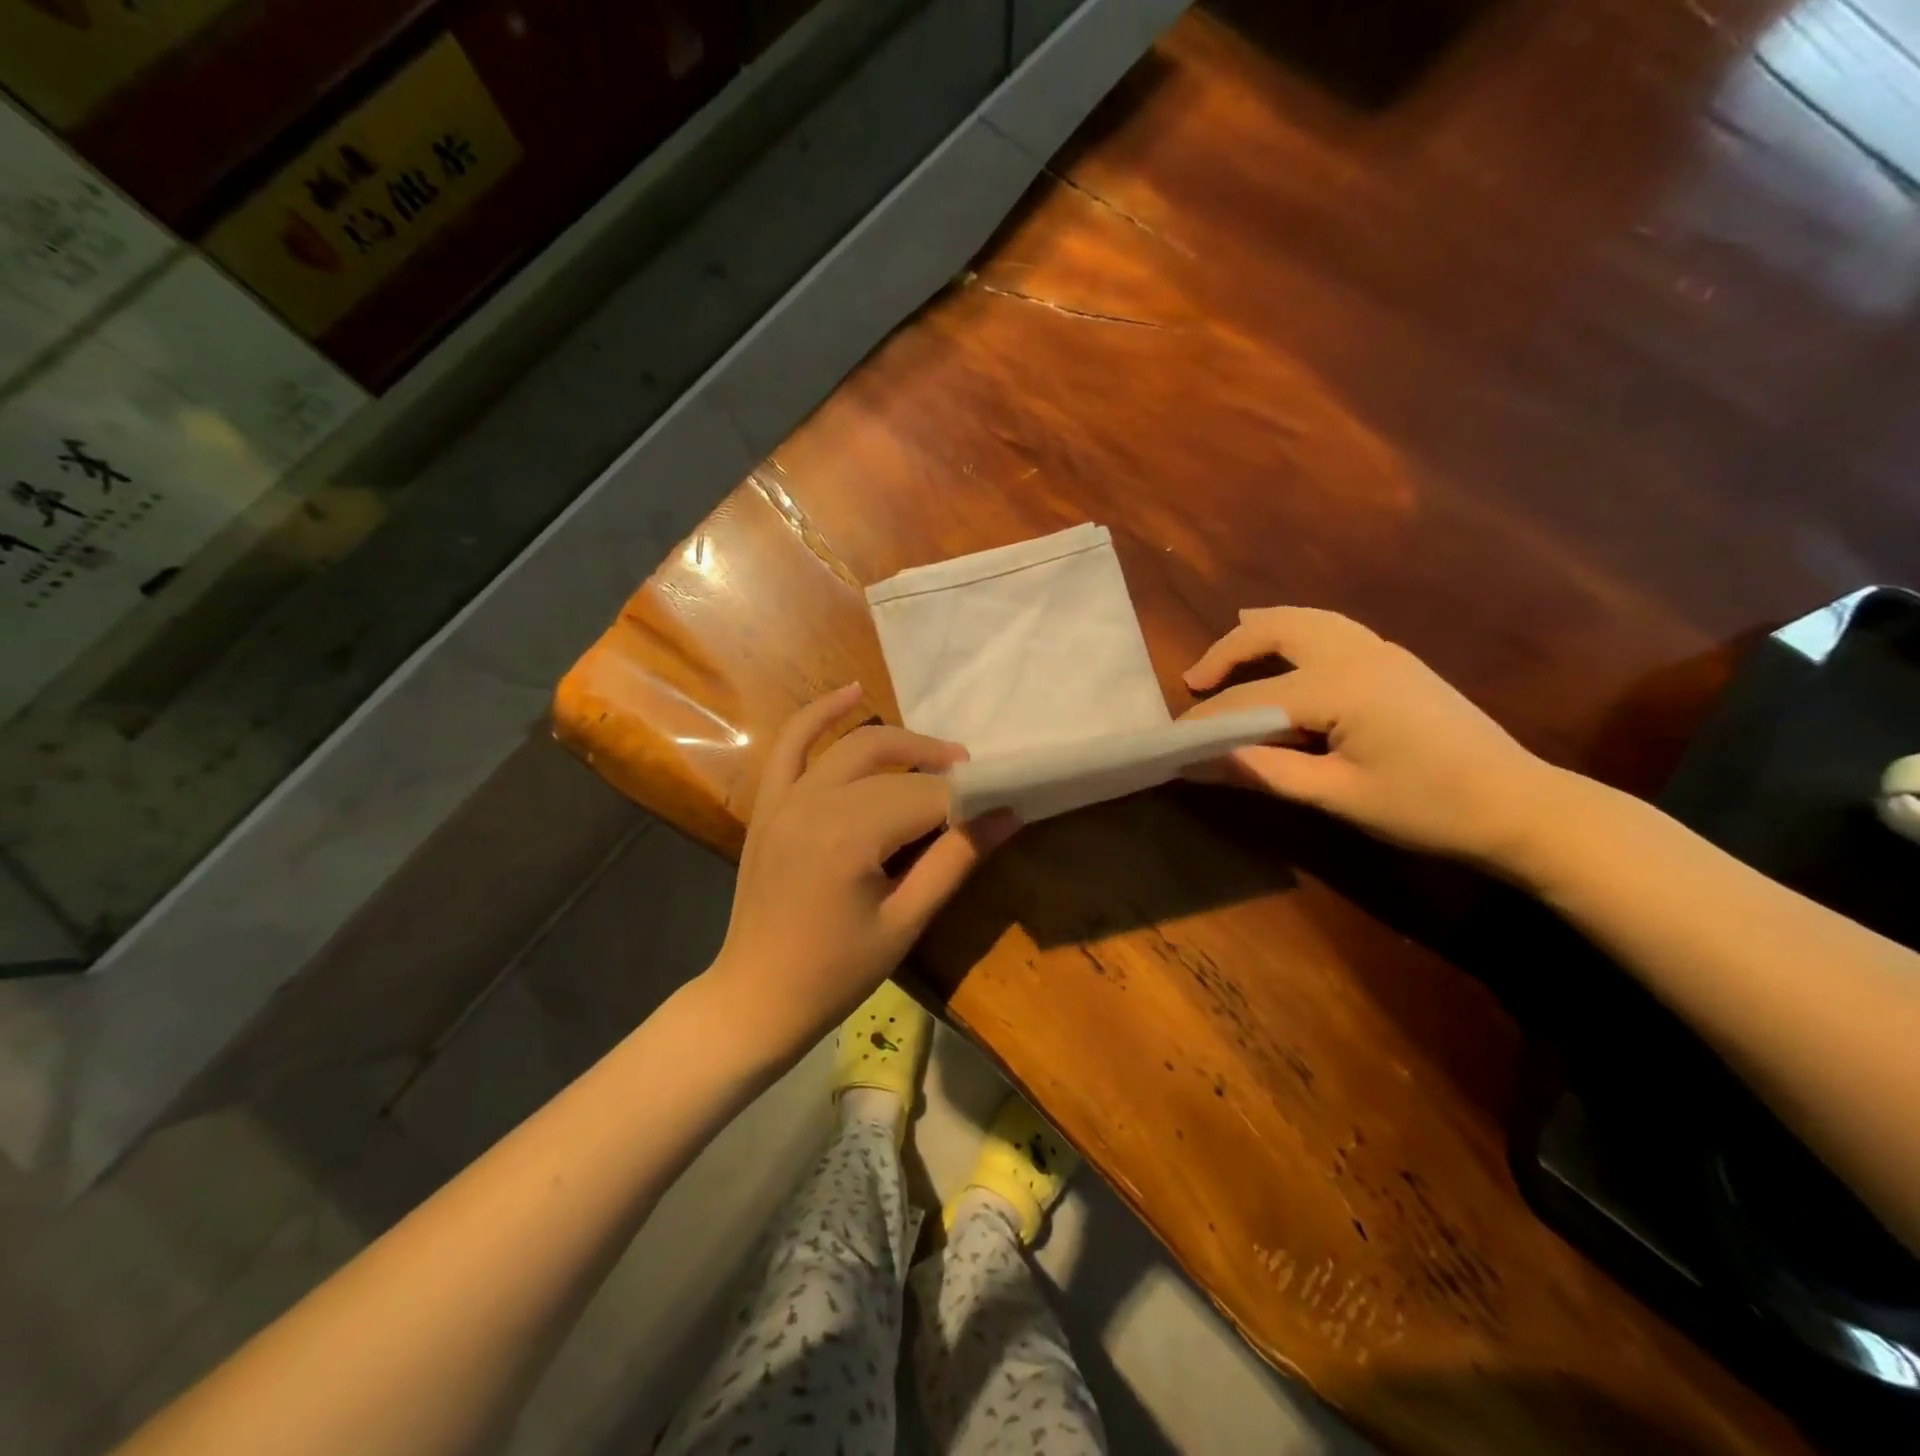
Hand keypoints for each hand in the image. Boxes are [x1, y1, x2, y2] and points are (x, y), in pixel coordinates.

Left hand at [708, 684, 1017, 1058]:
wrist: (756, 998)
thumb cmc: (836, 973)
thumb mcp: (906, 921)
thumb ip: (956, 861)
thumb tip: (1008, 815)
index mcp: (848, 835)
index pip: (926, 798)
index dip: (967, 801)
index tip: (1000, 807)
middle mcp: (814, 802)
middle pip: (894, 766)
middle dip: (940, 770)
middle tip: (976, 787)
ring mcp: (785, 799)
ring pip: (854, 747)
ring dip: (900, 743)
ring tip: (940, 756)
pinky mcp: (769, 804)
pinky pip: (792, 744)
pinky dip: (821, 715)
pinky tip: (853, 692)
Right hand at [1179, 607, 1564, 866]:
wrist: (1522, 807)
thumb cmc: (1428, 807)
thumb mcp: (1338, 796)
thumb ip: (1265, 772)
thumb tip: (1200, 763)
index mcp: (1340, 687)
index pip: (1253, 700)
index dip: (1208, 722)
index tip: (1173, 742)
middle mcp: (1357, 653)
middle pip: (1277, 631)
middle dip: (1228, 650)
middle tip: (1195, 680)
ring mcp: (1382, 651)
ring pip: (1306, 620)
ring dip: (1260, 631)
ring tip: (1226, 649)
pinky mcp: (1396, 661)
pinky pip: (1330, 628)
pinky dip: (1294, 631)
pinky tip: (1285, 649)